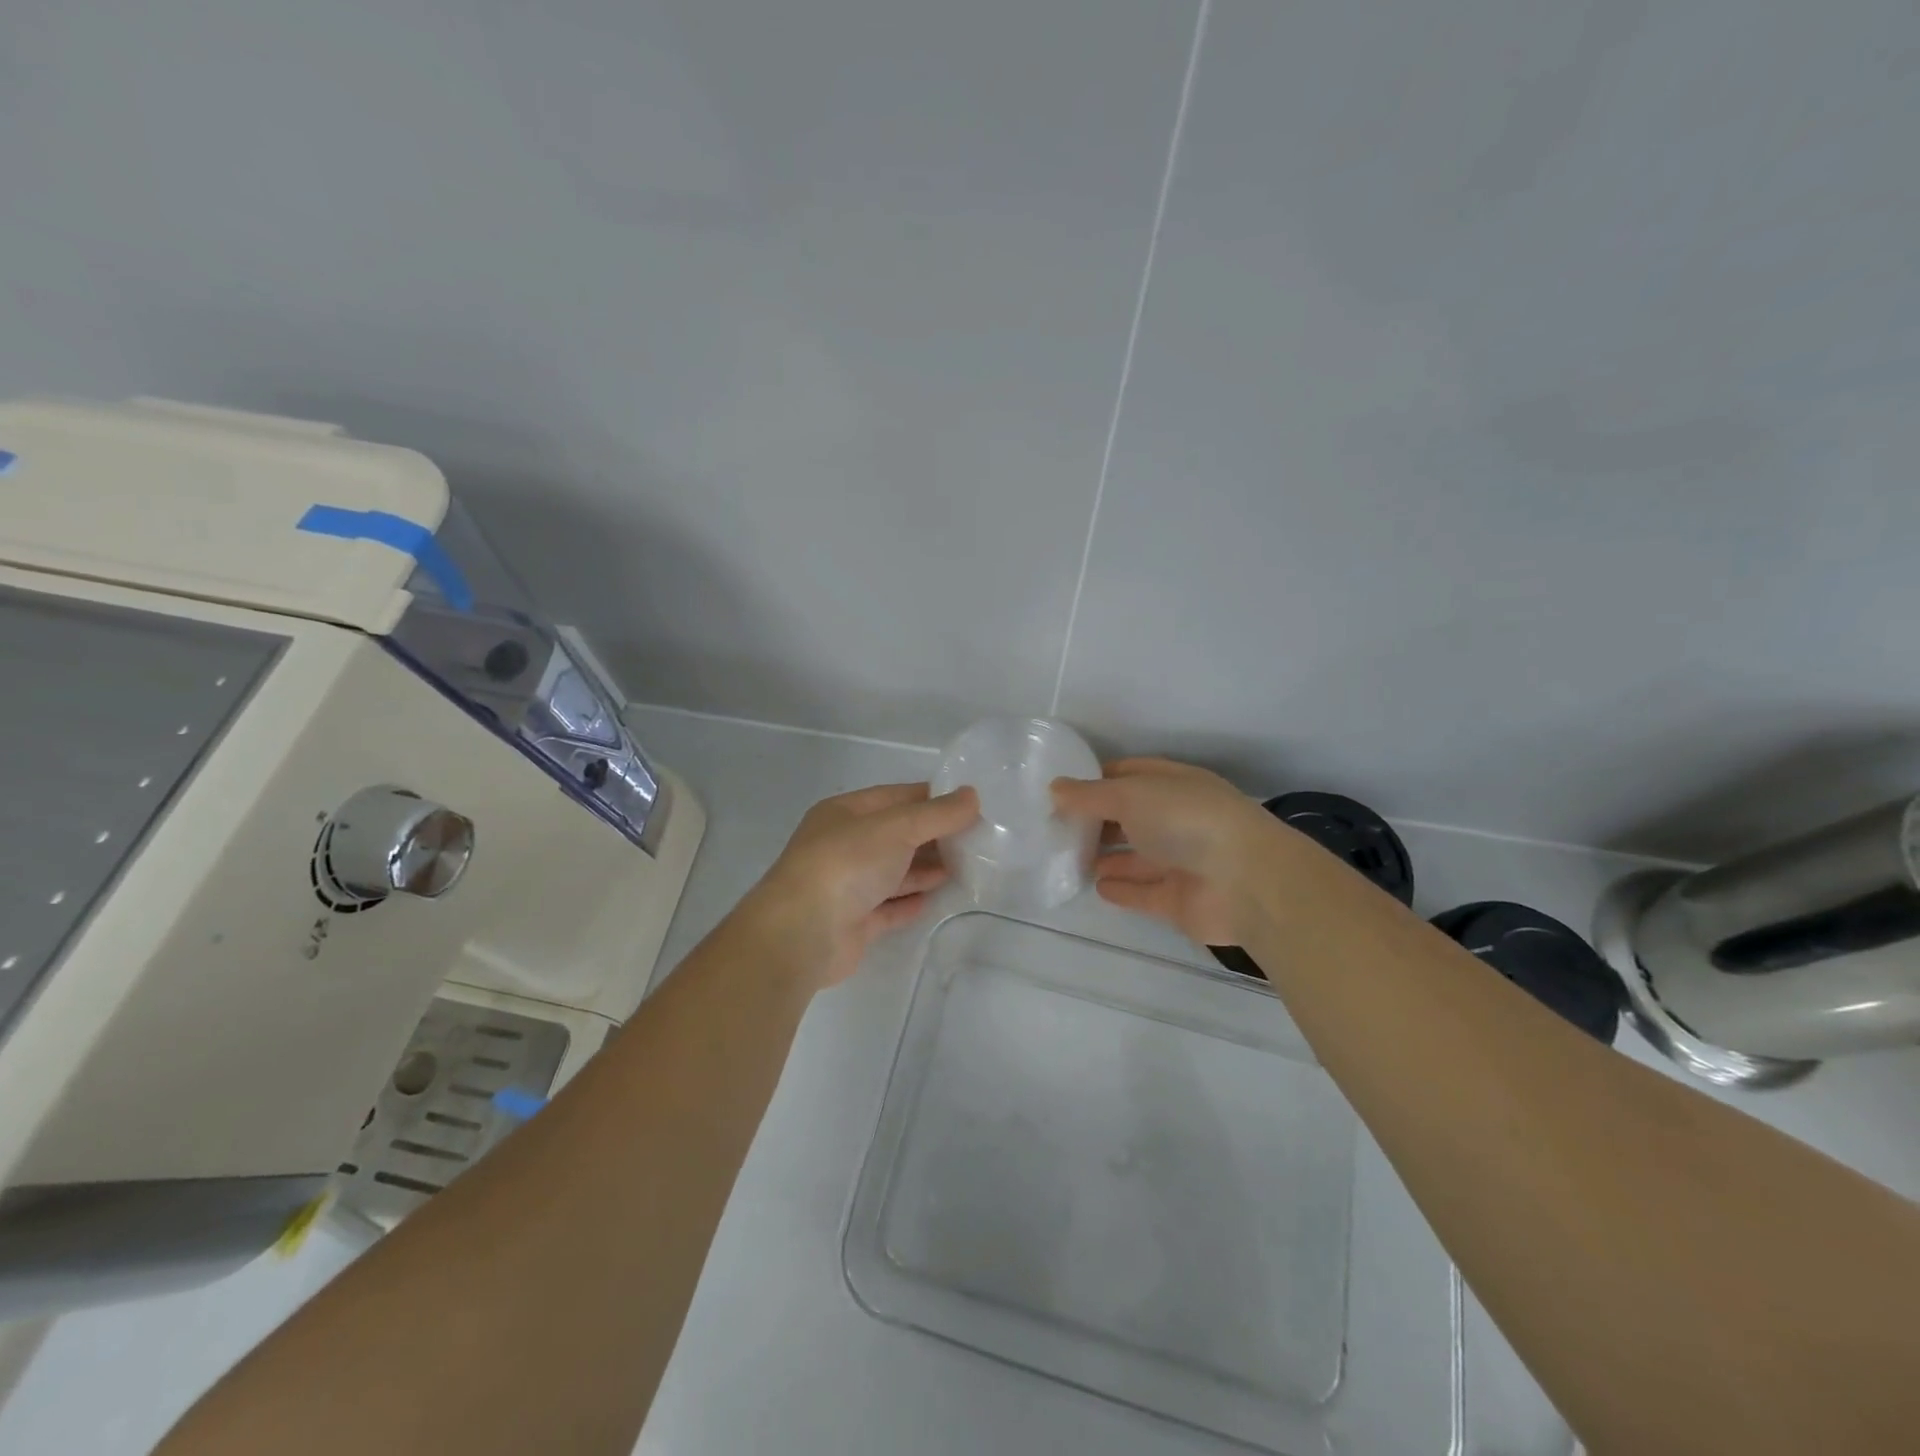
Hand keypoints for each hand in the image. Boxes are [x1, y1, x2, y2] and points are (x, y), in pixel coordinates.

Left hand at [748, 782, 978, 988]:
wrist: (802, 933)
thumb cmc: (847, 864)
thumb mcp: (897, 827)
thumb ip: (937, 814)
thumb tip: (972, 796)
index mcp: (845, 813)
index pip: (896, 798)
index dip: (933, 799)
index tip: (971, 806)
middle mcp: (843, 846)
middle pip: (896, 836)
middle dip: (933, 837)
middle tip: (976, 841)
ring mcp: (846, 885)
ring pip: (893, 872)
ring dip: (926, 869)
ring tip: (965, 869)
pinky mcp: (853, 922)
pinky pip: (888, 907)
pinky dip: (910, 901)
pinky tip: (934, 899)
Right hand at [1052, 758, 1283, 945]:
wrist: (1246, 881)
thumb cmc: (1186, 820)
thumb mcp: (1131, 795)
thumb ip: (1090, 795)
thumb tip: (1055, 788)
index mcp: (1174, 785)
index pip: (1130, 775)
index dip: (1097, 780)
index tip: (1062, 791)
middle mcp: (1179, 820)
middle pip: (1131, 817)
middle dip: (1098, 821)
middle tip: (1058, 829)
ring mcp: (1182, 861)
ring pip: (1137, 856)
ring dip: (1107, 856)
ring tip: (1070, 858)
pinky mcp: (1180, 900)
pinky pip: (1145, 892)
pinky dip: (1122, 889)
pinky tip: (1096, 886)